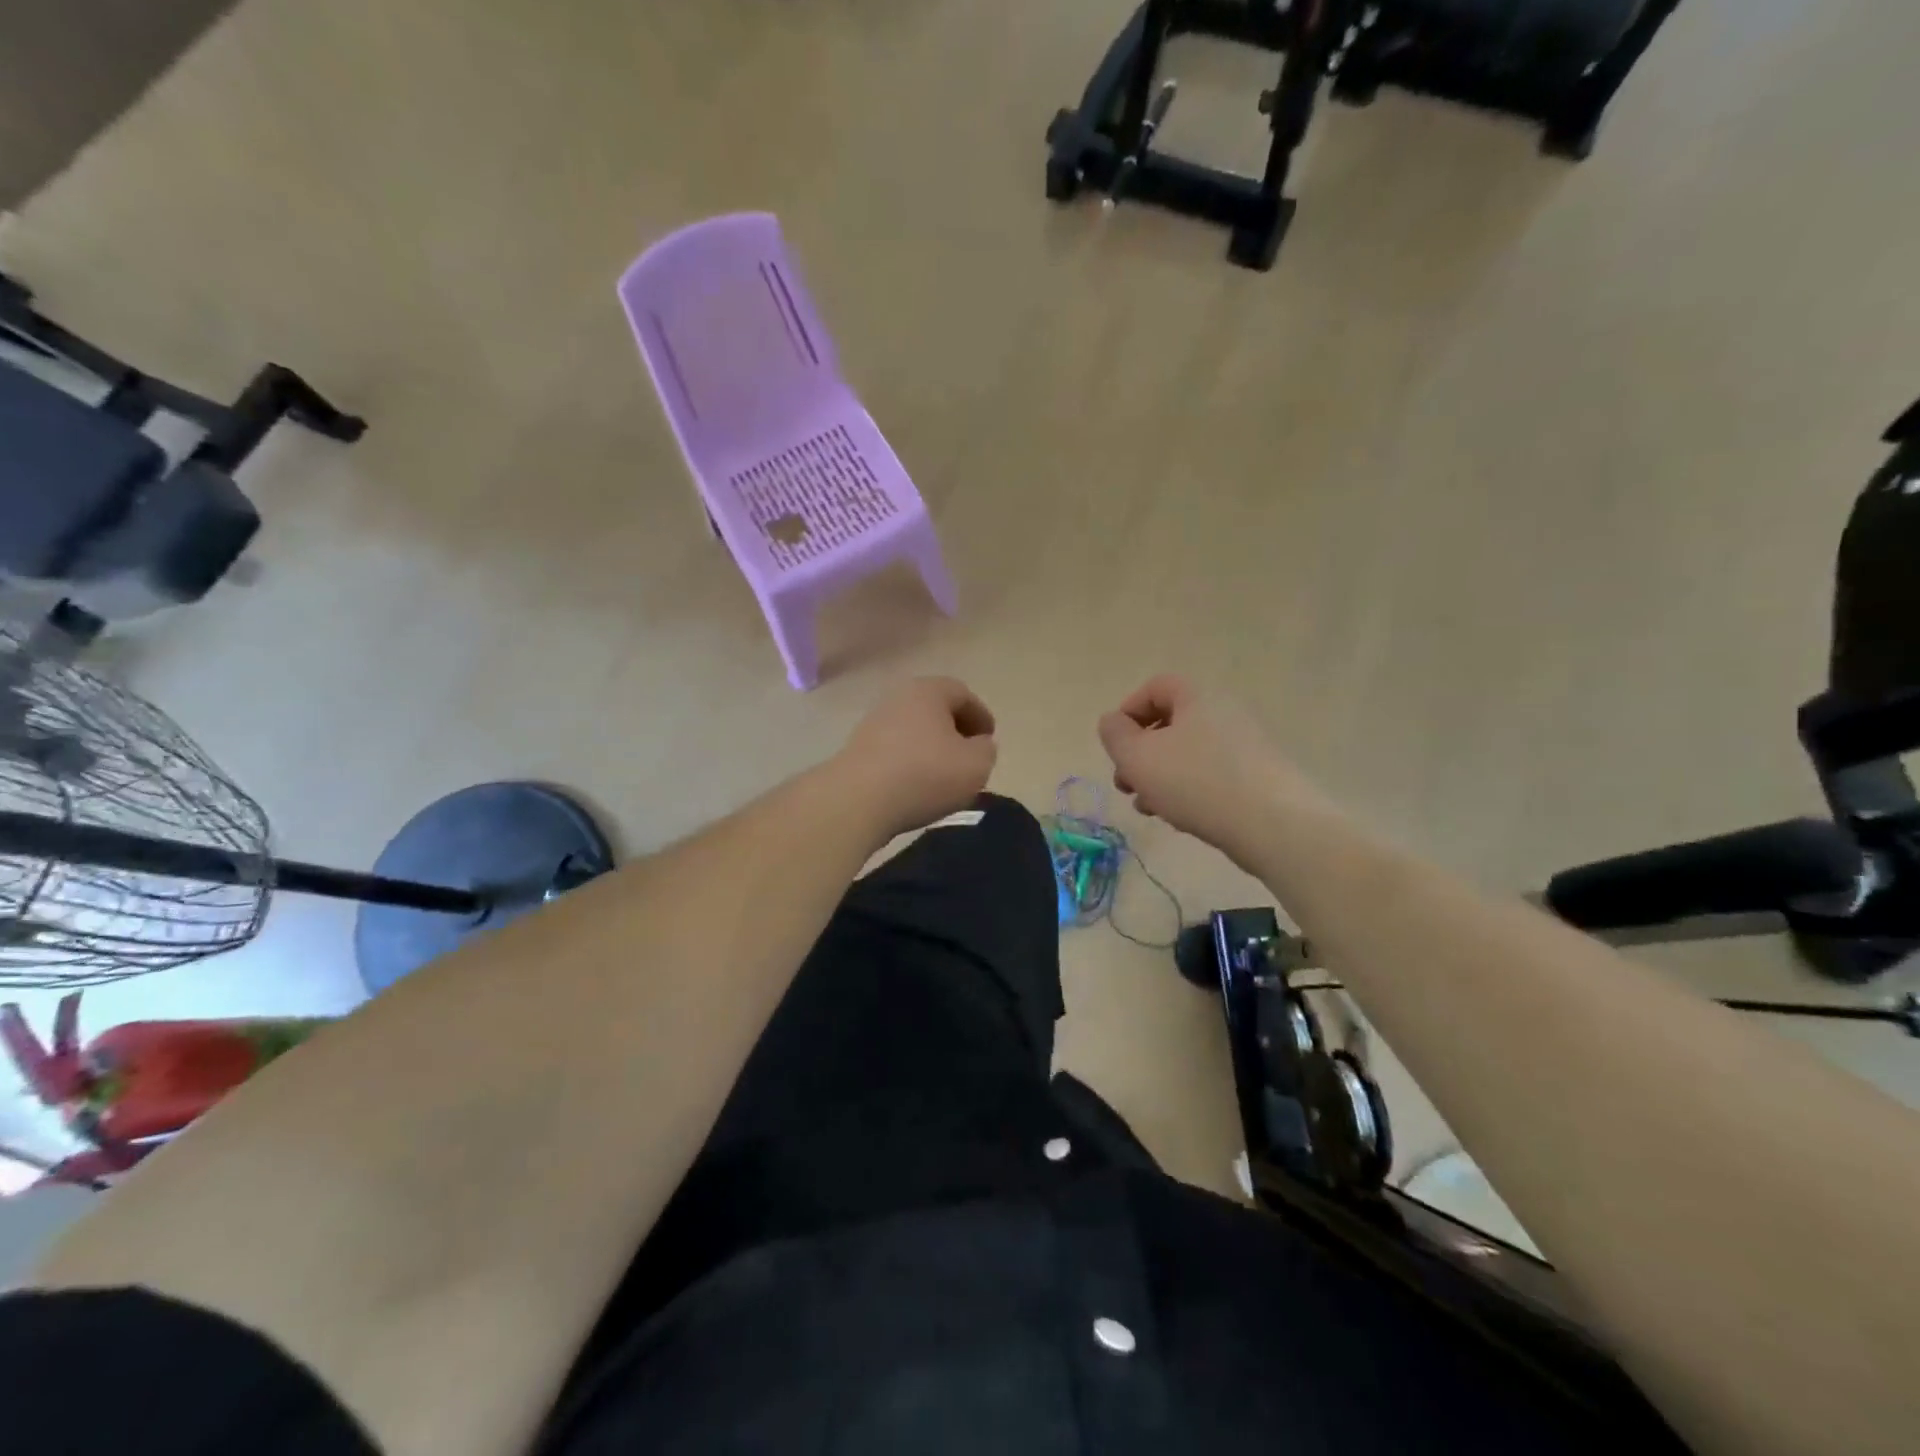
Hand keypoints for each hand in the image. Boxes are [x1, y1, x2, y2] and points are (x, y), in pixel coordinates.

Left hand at [837, 677, 997, 838]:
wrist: (858, 800)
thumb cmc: (925, 774)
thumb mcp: (976, 765)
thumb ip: (986, 750)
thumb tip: (978, 745)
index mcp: (928, 691)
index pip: (962, 693)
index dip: (980, 715)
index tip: (989, 739)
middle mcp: (898, 698)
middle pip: (934, 708)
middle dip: (954, 729)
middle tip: (969, 754)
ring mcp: (873, 723)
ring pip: (913, 729)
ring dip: (930, 746)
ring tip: (944, 773)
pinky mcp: (857, 750)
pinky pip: (894, 749)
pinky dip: (910, 761)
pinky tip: (916, 784)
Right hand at [1097, 675, 1320, 863]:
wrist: (1273, 825)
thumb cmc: (1195, 782)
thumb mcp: (1138, 757)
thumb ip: (1115, 735)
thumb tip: (1113, 722)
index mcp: (1197, 698)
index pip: (1156, 687)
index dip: (1129, 711)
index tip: (1116, 744)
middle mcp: (1224, 714)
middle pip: (1170, 725)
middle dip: (1140, 755)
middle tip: (1125, 784)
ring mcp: (1245, 747)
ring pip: (1187, 755)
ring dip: (1159, 778)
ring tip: (1148, 808)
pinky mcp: (1257, 779)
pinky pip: (1210, 777)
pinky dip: (1188, 792)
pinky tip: (1180, 819)